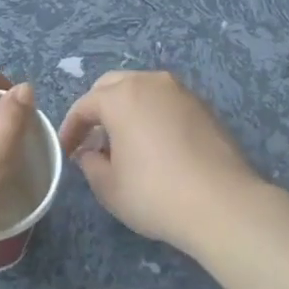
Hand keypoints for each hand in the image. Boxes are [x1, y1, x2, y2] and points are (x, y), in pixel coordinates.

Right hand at [58, 71, 266, 255]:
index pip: (85, 105)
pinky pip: (166, 103)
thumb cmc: (154, 194)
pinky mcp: (204, 108)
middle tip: (91, 139)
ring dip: (126, 109)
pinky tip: (154, 145)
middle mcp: (151, 83)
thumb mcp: (108, 187)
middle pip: (113, 86)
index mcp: (121, 97)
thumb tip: (90, 154)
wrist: (222, 205)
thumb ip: (90, 164)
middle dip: (97, 109)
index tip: (66, 151)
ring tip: (123, 141)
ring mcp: (182, 92)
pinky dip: (152, 115)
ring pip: (143, 90)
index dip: (71, 129)